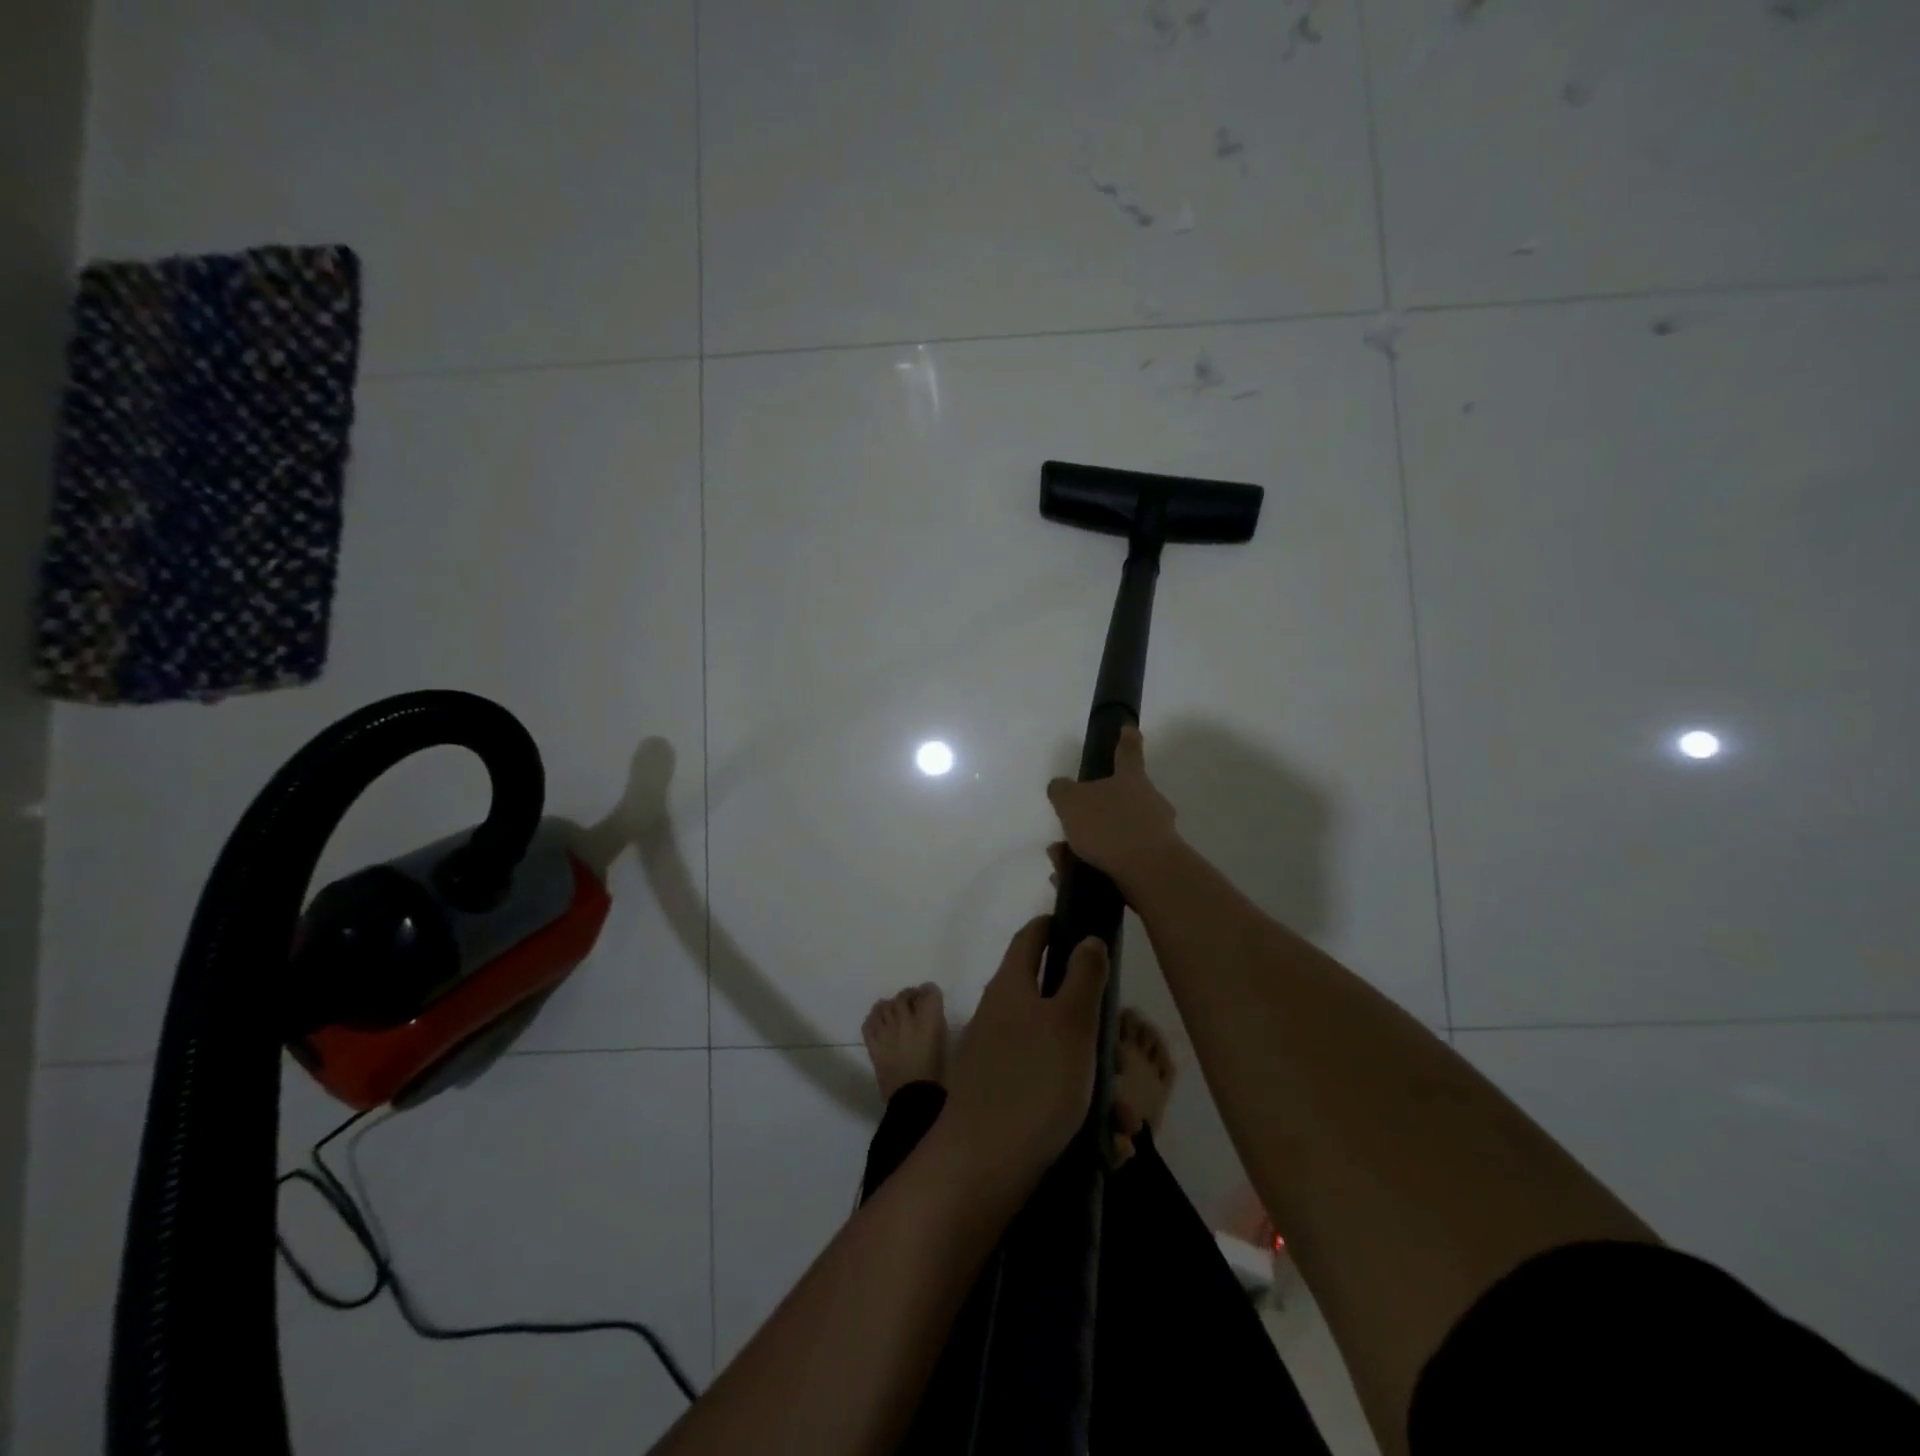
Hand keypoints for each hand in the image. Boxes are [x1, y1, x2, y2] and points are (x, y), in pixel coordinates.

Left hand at [943, 916, 1109, 1185]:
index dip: (1054, 926)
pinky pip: (1049, 1091)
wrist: (983, 1164)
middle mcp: (1000, 1015)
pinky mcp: (1003, 1097)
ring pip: (1058, 1053)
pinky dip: (1079, 1109)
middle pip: (1053, 1002)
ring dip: (1095, 1079)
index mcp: (1011, 986)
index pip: (1031, 938)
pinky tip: (1109, 1143)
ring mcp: (998, 1057)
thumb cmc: (1034, 1081)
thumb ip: (1084, 976)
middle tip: (1120, 1055)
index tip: (1081, 928)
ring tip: (1123, 1120)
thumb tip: (1086, 939)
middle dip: (1093, 1027)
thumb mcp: (1072, 1021)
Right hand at [1045, 726, 1180, 892]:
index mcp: (1130, 780)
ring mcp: (1155, 834)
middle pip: (1120, 799)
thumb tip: (1060, 786)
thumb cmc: (1110, 826)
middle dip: (1093, 813)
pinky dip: (1093, 867)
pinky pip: (1117, 861)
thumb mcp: (1071, 802)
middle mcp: (1148, 802)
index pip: (1128, 752)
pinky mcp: (1154, 864)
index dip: (1126, 740)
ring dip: (1086, 846)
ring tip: (1060, 861)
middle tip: (1069, 827)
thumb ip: (1061, 791)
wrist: (1149, 872)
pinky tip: (1071, 879)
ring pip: (1114, 834)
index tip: (1129, 729)